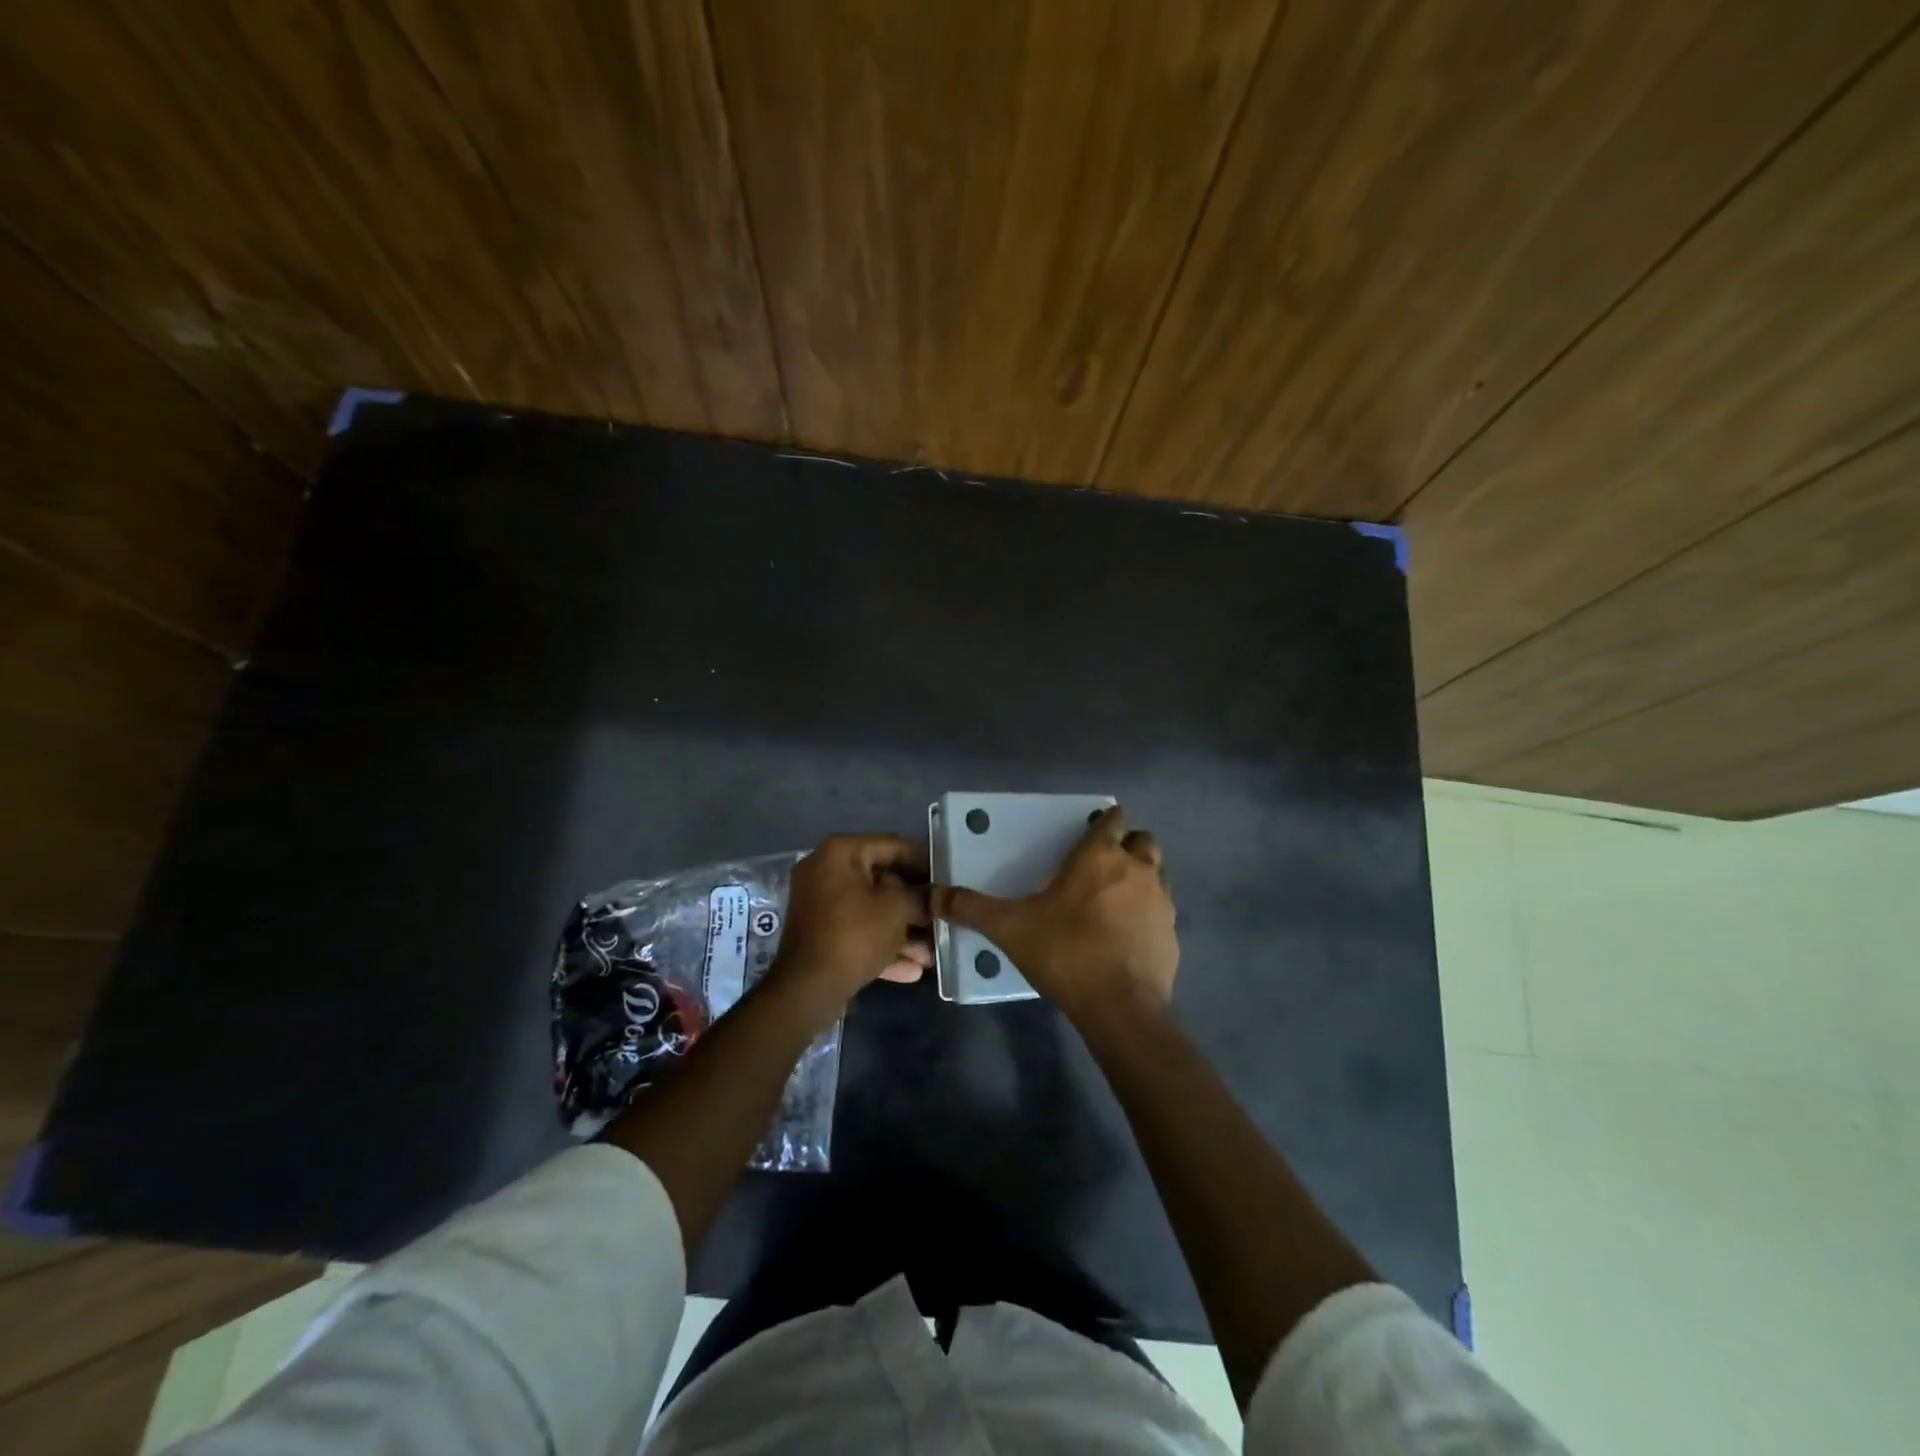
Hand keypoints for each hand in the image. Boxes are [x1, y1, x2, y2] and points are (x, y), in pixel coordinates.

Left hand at [770, 834, 931, 1010]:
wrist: (808, 989)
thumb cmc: (855, 934)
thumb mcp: (897, 909)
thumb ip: (921, 896)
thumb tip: (935, 896)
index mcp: (840, 853)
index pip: (893, 846)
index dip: (925, 861)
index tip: (949, 875)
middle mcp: (826, 872)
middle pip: (883, 881)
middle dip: (915, 905)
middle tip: (943, 916)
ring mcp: (821, 905)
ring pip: (872, 912)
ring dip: (903, 932)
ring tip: (933, 953)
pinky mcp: (822, 936)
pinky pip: (859, 933)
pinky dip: (883, 946)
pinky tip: (914, 970)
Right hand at [931, 806, 1177, 1018]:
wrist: (1120, 1006)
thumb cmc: (1065, 952)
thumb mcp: (1010, 928)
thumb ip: (972, 908)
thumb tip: (935, 896)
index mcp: (1099, 857)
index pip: (1113, 819)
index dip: (1104, 822)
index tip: (1089, 835)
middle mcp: (1137, 868)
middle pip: (1142, 840)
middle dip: (1127, 846)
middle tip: (1101, 867)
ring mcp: (1161, 900)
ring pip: (1157, 873)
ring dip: (1140, 878)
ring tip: (1115, 901)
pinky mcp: (1172, 933)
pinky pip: (1162, 910)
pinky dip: (1148, 914)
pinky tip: (1127, 936)